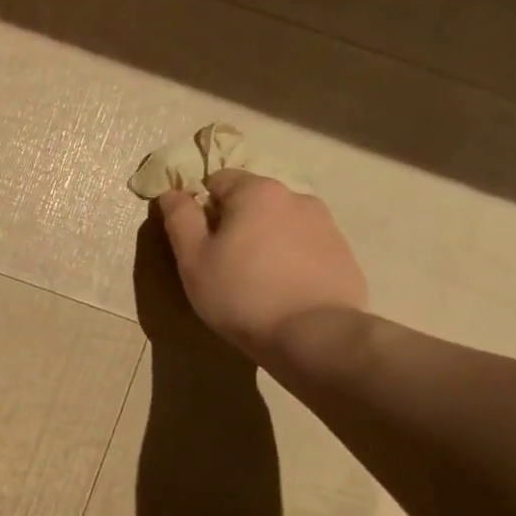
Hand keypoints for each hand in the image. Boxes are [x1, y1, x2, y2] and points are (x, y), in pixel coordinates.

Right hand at [157, 170, 366, 362]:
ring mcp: (326, 225)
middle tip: (222, 264)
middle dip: (235, 223)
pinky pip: (305, 247)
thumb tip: (172, 193)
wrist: (314, 335)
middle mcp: (296, 197)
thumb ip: (180, 218)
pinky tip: (282, 291)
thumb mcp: (193, 258)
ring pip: (280, 224)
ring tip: (255, 280)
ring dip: (264, 240)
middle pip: (253, 201)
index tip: (197, 240)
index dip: (202, 206)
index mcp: (257, 192)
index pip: (219, 180)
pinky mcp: (343, 254)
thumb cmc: (241, 293)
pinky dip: (290, 259)